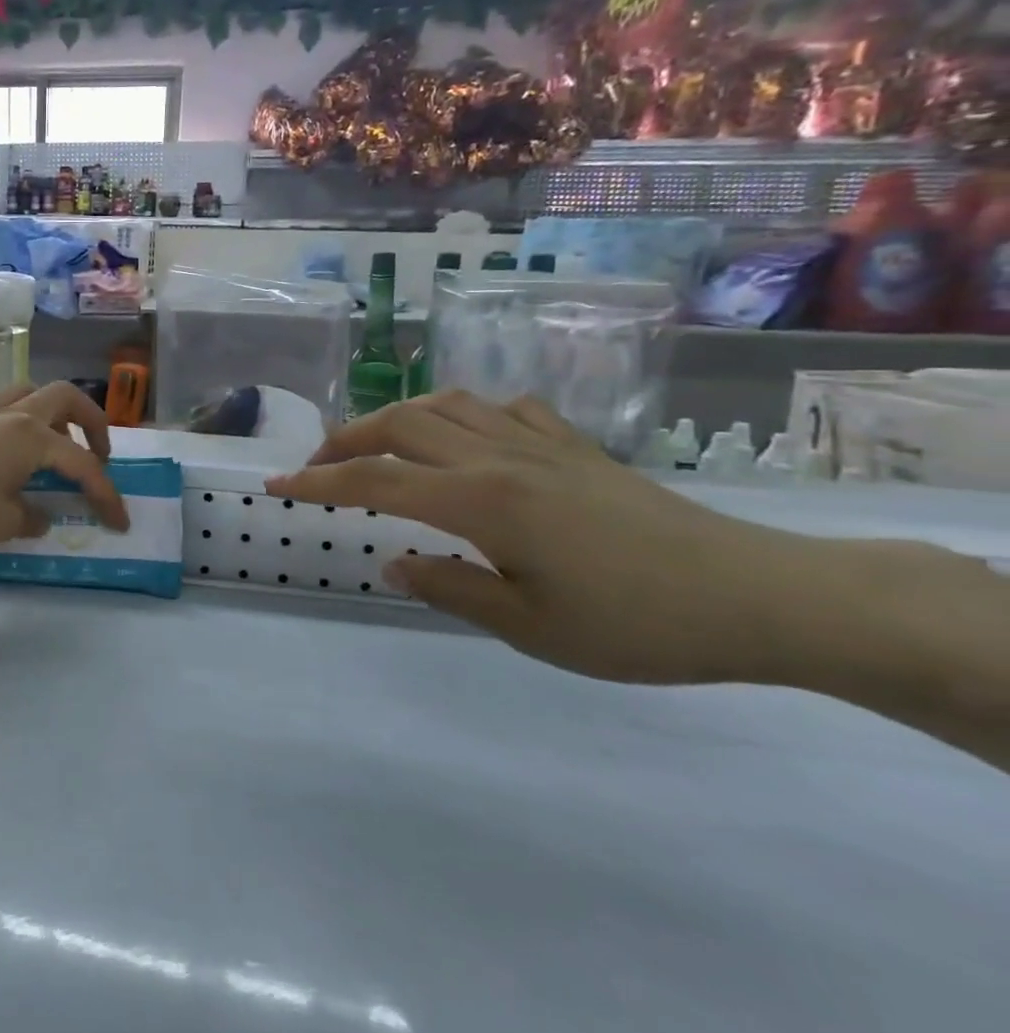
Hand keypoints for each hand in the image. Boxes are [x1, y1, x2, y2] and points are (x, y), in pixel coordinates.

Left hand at [0, 382, 129, 555]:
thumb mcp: (3, 522)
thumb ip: (34, 515)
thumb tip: (41, 514)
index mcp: (30, 435)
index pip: (81, 463)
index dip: (106, 493)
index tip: (120, 521)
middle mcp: (13, 414)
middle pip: (66, 397)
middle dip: (92, 422)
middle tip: (99, 455)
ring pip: (33, 394)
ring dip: (57, 416)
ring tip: (60, 449)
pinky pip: (8, 409)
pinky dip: (28, 423)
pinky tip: (20, 456)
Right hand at [265, 392, 837, 685]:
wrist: (756, 595)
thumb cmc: (637, 624)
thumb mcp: (530, 628)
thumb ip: (449, 588)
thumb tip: (393, 562)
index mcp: (481, 501)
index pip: (375, 481)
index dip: (317, 482)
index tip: (276, 486)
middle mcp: (498, 457)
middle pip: (399, 425)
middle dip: (345, 440)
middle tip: (317, 467)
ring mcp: (538, 444)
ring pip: (444, 405)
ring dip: (395, 419)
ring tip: (376, 446)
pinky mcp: (573, 446)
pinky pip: (500, 408)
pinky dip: (461, 414)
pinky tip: (463, 437)